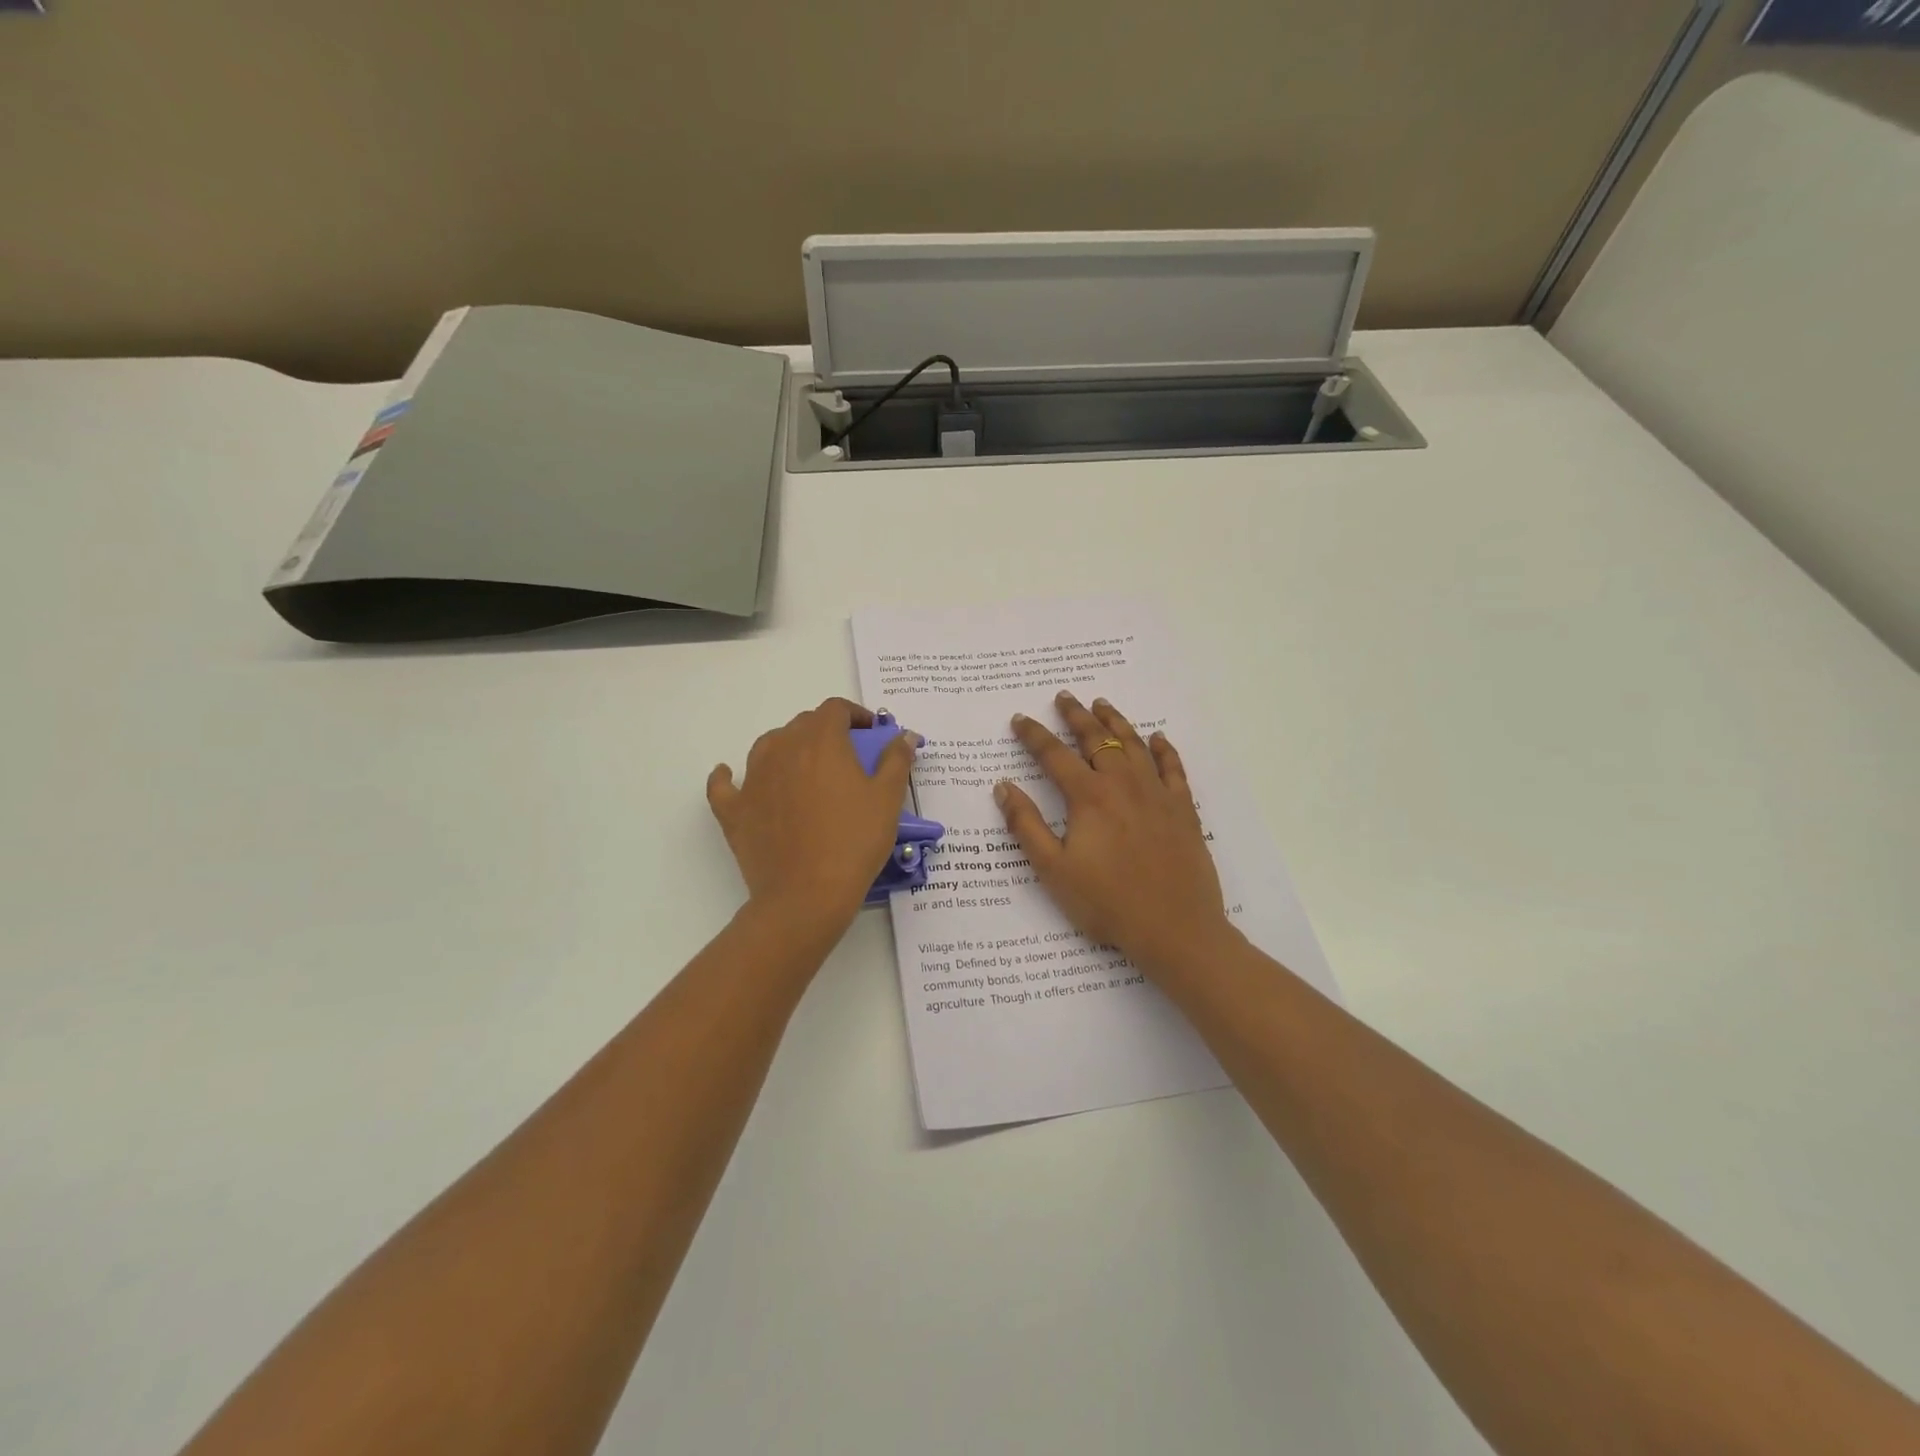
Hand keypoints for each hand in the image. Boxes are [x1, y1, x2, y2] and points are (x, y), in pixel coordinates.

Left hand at [707, 698, 914, 936]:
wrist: (807, 895)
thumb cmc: (854, 842)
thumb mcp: (887, 800)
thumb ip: (896, 761)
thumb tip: (903, 735)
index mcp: (821, 741)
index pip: (835, 709)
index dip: (855, 715)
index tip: (871, 732)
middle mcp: (782, 749)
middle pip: (802, 724)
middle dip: (826, 731)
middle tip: (847, 756)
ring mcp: (753, 779)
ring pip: (767, 746)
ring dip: (787, 747)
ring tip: (805, 767)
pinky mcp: (733, 810)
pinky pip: (724, 784)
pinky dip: (728, 776)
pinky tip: (730, 775)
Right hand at [996, 693, 1233, 978]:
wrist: (1174, 928)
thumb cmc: (1107, 903)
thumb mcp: (1053, 869)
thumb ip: (1026, 824)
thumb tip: (1003, 786)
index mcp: (1089, 797)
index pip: (1054, 755)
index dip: (1034, 735)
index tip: (1020, 719)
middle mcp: (1123, 784)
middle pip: (1096, 739)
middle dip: (1076, 716)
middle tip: (1063, 697)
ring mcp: (1157, 794)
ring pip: (1134, 745)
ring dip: (1115, 721)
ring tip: (1102, 704)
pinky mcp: (1183, 809)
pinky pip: (1173, 768)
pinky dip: (1164, 749)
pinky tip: (1157, 738)